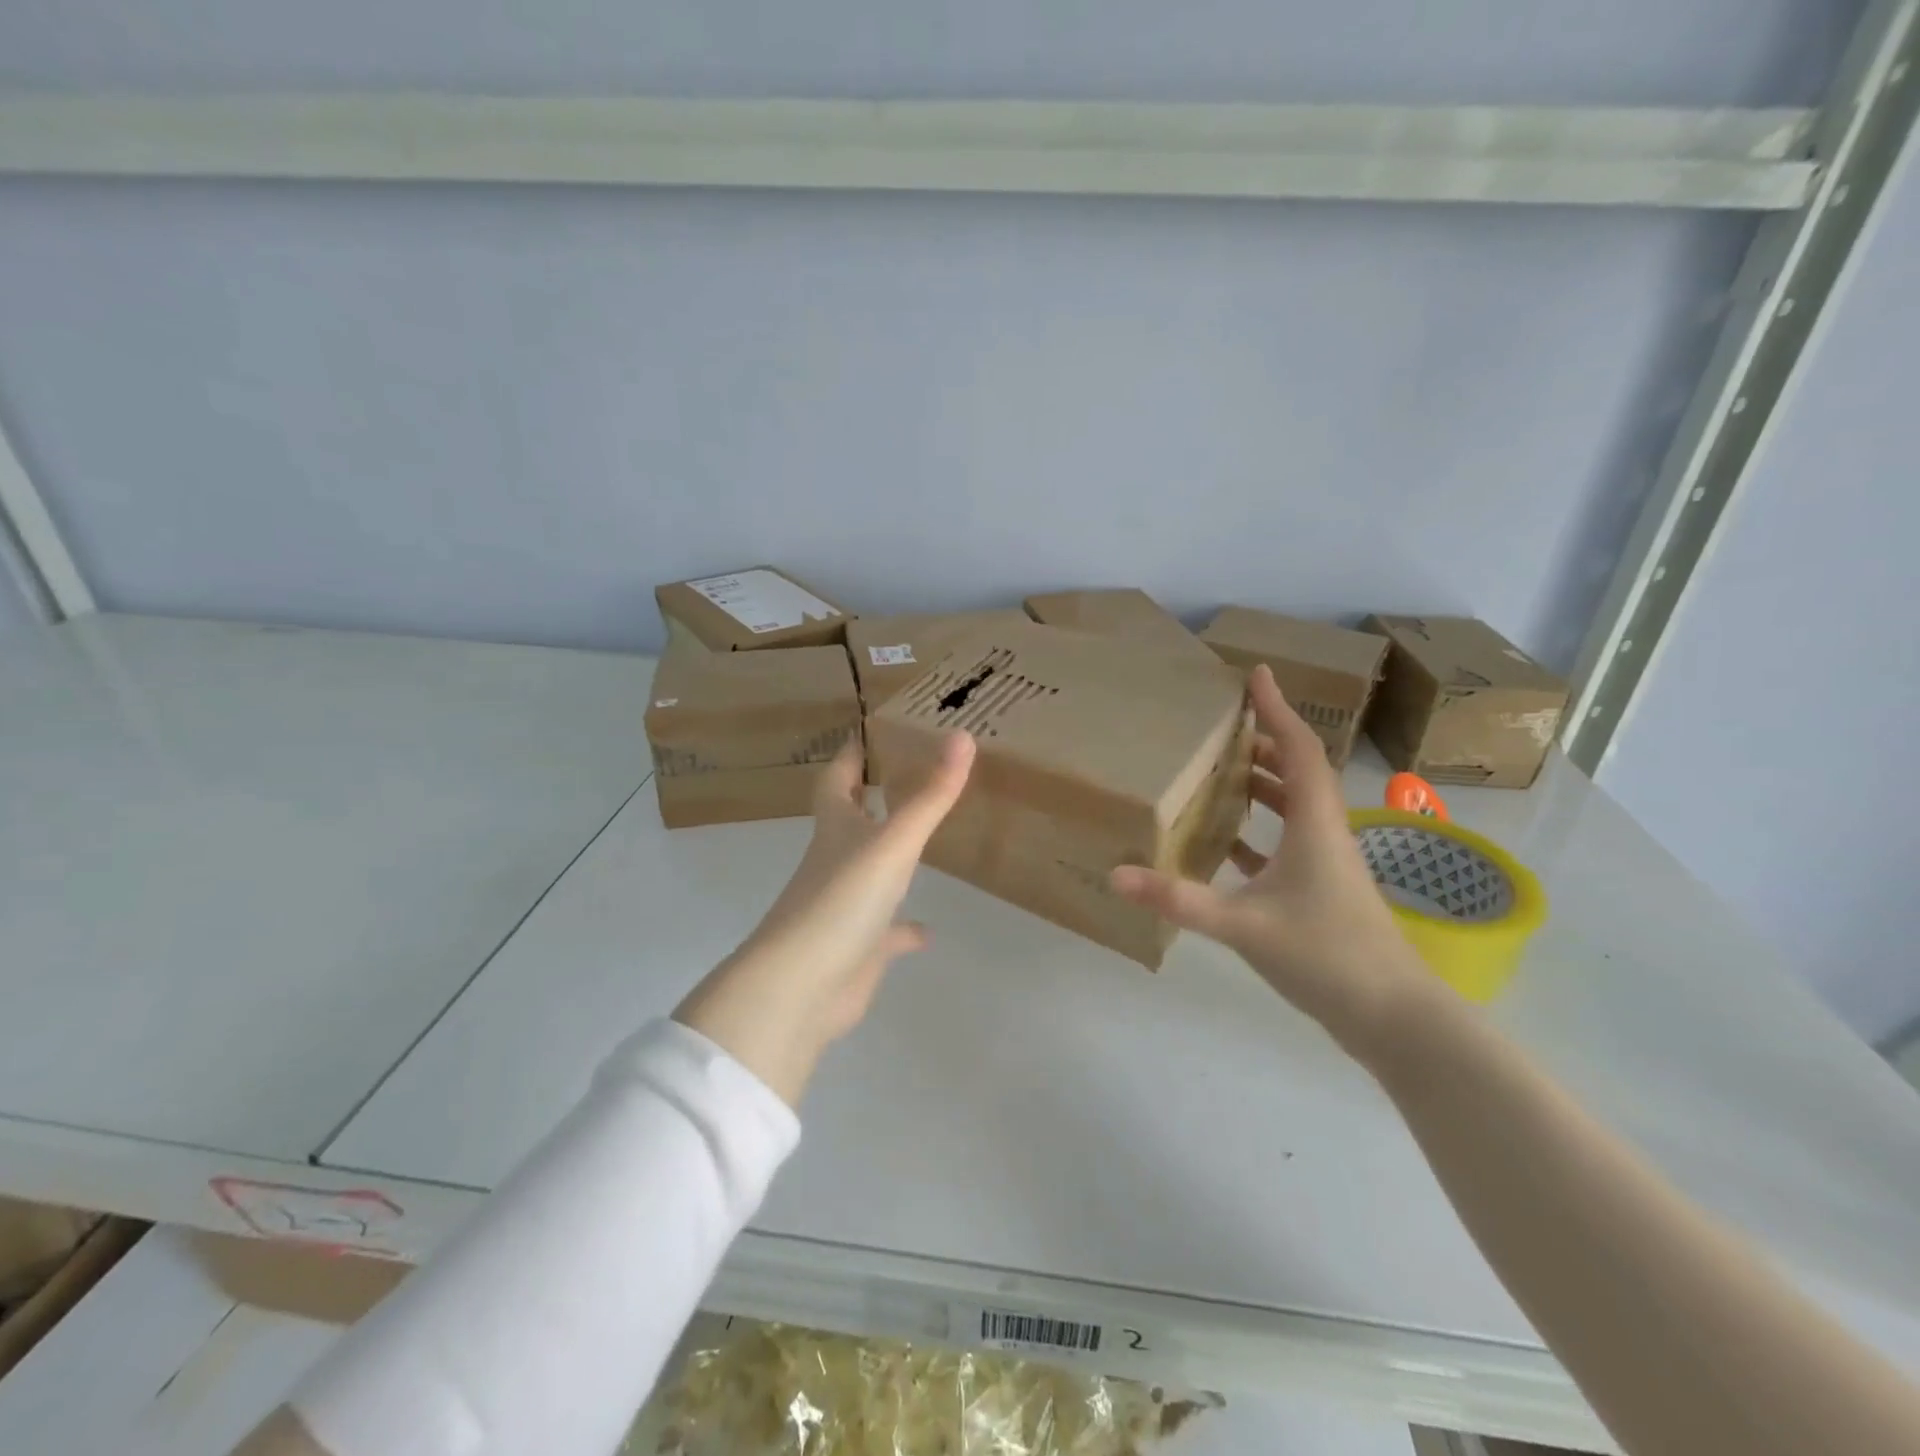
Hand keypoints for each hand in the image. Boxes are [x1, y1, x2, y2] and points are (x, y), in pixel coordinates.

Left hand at [674, 732, 975, 1105]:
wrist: (801, 988)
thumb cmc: (842, 900)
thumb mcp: (893, 842)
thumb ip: (930, 795)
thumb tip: (963, 735)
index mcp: (837, 829)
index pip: (838, 779)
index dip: (851, 754)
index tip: (869, 731)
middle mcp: (836, 861)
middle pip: (850, 820)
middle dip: (870, 797)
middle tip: (906, 775)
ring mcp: (845, 907)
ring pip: (869, 873)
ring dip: (890, 859)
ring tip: (923, 842)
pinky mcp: (857, 949)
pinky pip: (886, 934)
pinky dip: (904, 930)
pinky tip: (928, 932)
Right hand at [1110, 665, 1437, 1059]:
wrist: (1393, 1017)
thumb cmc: (1327, 954)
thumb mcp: (1244, 925)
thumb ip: (1179, 899)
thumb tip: (1116, 874)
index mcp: (1314, 823)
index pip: (1298, 749)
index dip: (1277, 709)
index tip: (1257, 673)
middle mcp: (1323, 833)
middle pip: (1298, 771)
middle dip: (1264, 741)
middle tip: (1224, 725)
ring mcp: (1325, 865)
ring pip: (1294, 807)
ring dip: (1263, 785)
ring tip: (1221, 772)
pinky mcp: (1320, 893)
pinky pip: (1286, 845)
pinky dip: (1259, 834)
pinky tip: (1228, 845)